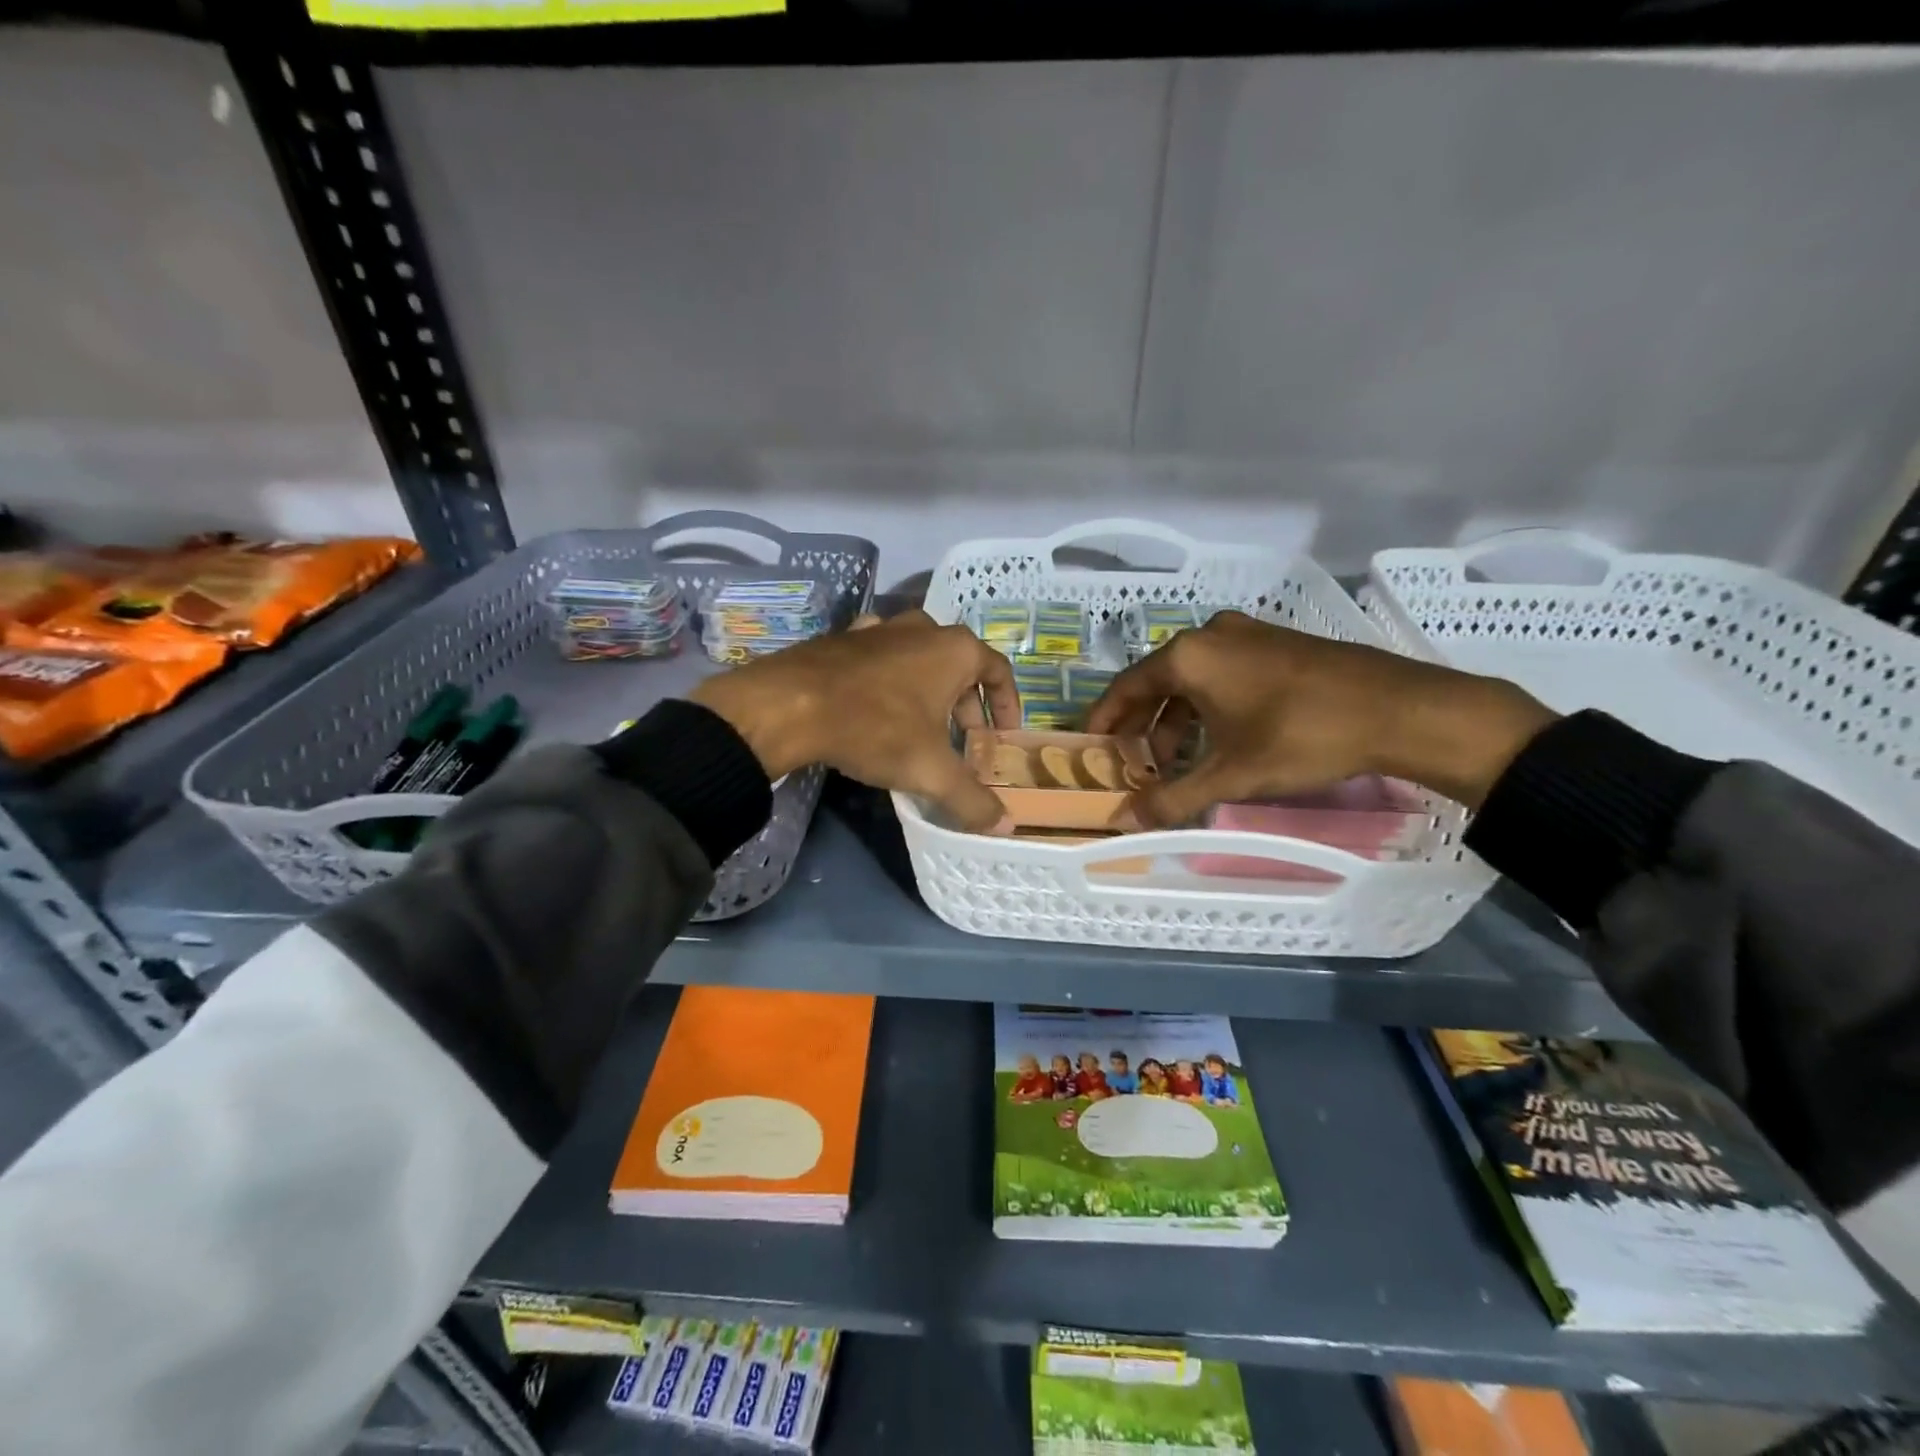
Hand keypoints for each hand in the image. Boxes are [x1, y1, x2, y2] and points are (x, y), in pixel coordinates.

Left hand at [690, 609, 1018, 829]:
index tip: (1003, 734)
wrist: (789, 705)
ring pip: (920, 657)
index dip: (1007, 705)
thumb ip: (971, 798)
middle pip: (960, 665)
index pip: (999, 671)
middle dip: (967, 704)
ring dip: (929, 689)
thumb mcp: (930, 771)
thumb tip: (1004, 826)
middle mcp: (923, 628)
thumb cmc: (875, 728)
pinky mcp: (844, 637)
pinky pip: (881, 656)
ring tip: (922, 725)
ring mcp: (880, 628)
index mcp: (955, 650)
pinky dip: (890, 678)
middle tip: (962, 739)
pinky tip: (878, 703)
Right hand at [1084, 611, 1555, 825]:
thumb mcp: (1232, 774)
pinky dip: (1207, 705)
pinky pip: (1223, 673)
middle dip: (1142, 725)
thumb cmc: (1302, 736)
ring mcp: (1248, 634)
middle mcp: (1211, 635)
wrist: (1399, 708)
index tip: (1091, 746)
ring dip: (1177, 719)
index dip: (1105, 719)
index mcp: (1189, 656)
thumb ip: (1173, 797)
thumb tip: (1127, 820)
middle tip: (1134, 762)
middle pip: (1157, 681)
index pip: (1126, 687)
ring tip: (1177, 760)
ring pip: (1193, 679)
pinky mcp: (1277, 643)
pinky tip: (1219, 738)